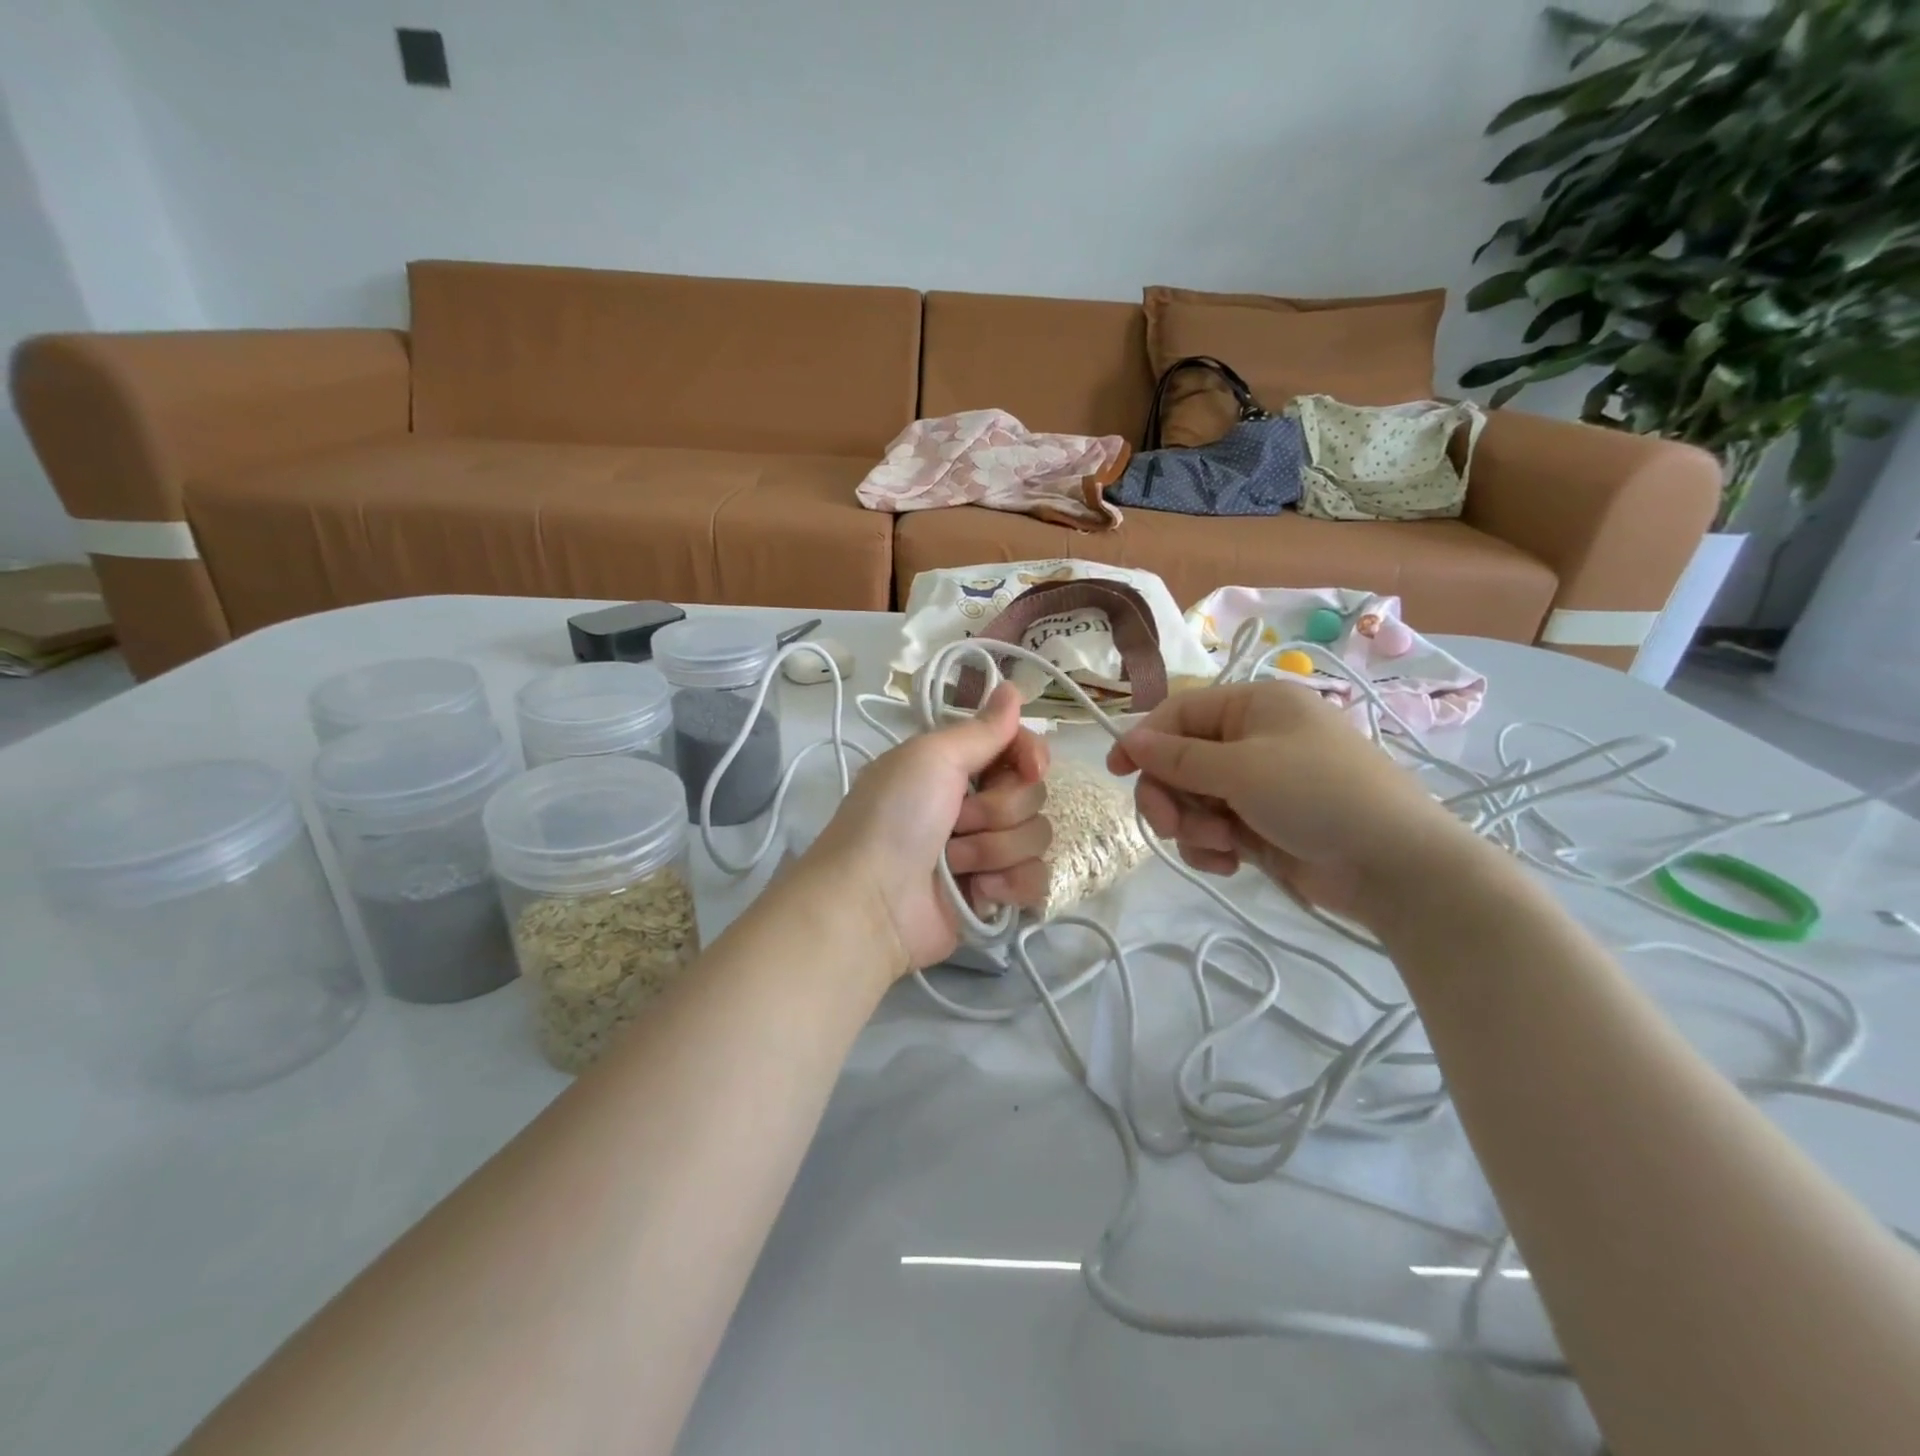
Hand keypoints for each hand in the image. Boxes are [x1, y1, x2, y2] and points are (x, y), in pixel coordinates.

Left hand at [808, 685, 1051, 971]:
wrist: (871, 903)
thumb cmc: (894, 818)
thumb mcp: (930, 757)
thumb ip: (981, 729)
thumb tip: (1011, 687)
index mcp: (956, 766)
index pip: (1019, 748)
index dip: (1030, 755)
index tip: (1030, 767)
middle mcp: (974, 804)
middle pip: (1032, 794)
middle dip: (997, 810)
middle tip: (956, 822)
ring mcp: (986, 851)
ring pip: (1036, 836)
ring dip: (994, 850)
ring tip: (954, 863)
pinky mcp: (994, 894)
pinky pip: (1036, 878)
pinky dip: (1009, 885)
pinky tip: (979, 893)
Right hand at [1105, 681, 1478, 923]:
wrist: (1394, 865)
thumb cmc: (1318, 794)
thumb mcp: (1242, 769)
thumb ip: (1177, 757)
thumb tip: (1128, 739)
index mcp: (1254, 706)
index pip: (1179, 712)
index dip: (1144, 739)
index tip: (1117, 771)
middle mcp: (1253, 739)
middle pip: (1179, 761)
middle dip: (1169, 795)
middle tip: (1168, 825)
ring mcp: (1258, 785)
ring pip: (1192, 799)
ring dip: (1193, 825)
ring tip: (1221, 845)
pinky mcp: (1261, 825)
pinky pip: (1213, 828)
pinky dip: (1211, 846)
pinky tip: (1231, 863)